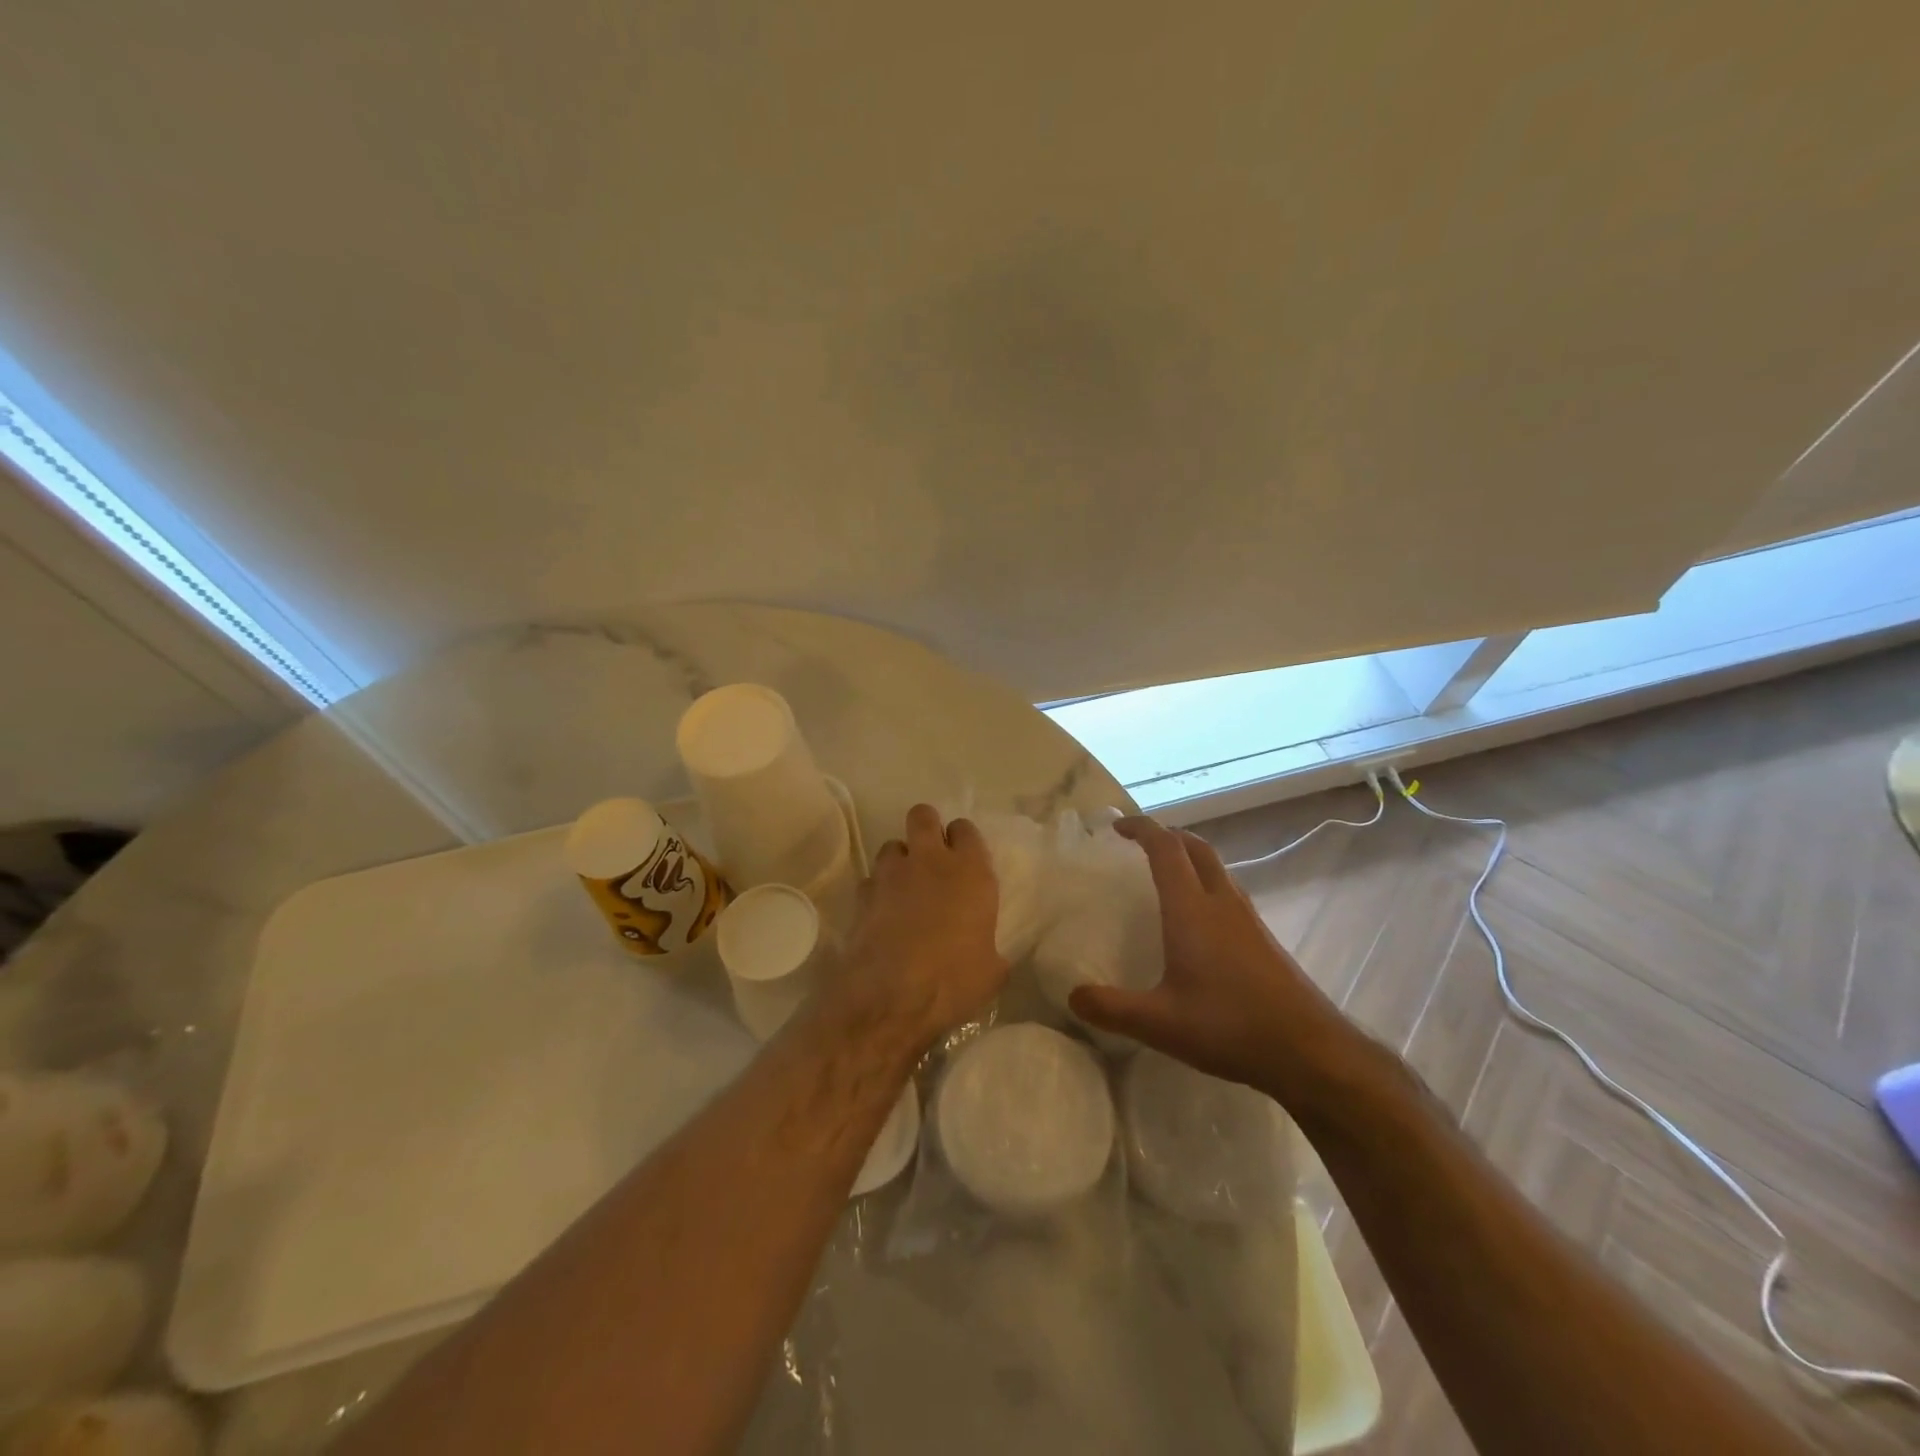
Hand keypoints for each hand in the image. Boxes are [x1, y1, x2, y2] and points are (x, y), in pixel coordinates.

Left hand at [819, 804, 1007, 1055]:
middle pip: (923, 816)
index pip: (966, 829)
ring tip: (905, 886)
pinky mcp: (862, 895)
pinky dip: (877, 890)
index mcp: (970, 871)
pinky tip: (883, 912)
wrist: (892, 998)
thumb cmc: (954, 981)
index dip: (963, 840)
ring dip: (899, 860)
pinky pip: (871, 880)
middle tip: (931, 855)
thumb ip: (990, 947)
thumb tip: (988, 953)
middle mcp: (930, 861)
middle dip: (927, 827)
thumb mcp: (992, 970)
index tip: (964, 858)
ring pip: (892, 845)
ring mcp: (891, 875)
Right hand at [1067, 816, 1363, 1109]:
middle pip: (1195, 846)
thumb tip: (1072, 996)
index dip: (1141, 828)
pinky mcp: (1263, 938)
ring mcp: (1247, 918)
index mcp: (1191, 909)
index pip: (1165, 848)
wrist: (1310, 1050)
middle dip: (1166, 835)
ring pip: (1215, 867)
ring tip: (1165, 875)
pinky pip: (1227, 890)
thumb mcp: (1160, 1024)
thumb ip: (1111, 1008)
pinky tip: (1197, 920)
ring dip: (1188, 857)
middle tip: (1139, 844)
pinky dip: (1205, 883)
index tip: (1117, 827)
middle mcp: (1221, 902)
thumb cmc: (1230, 1027)